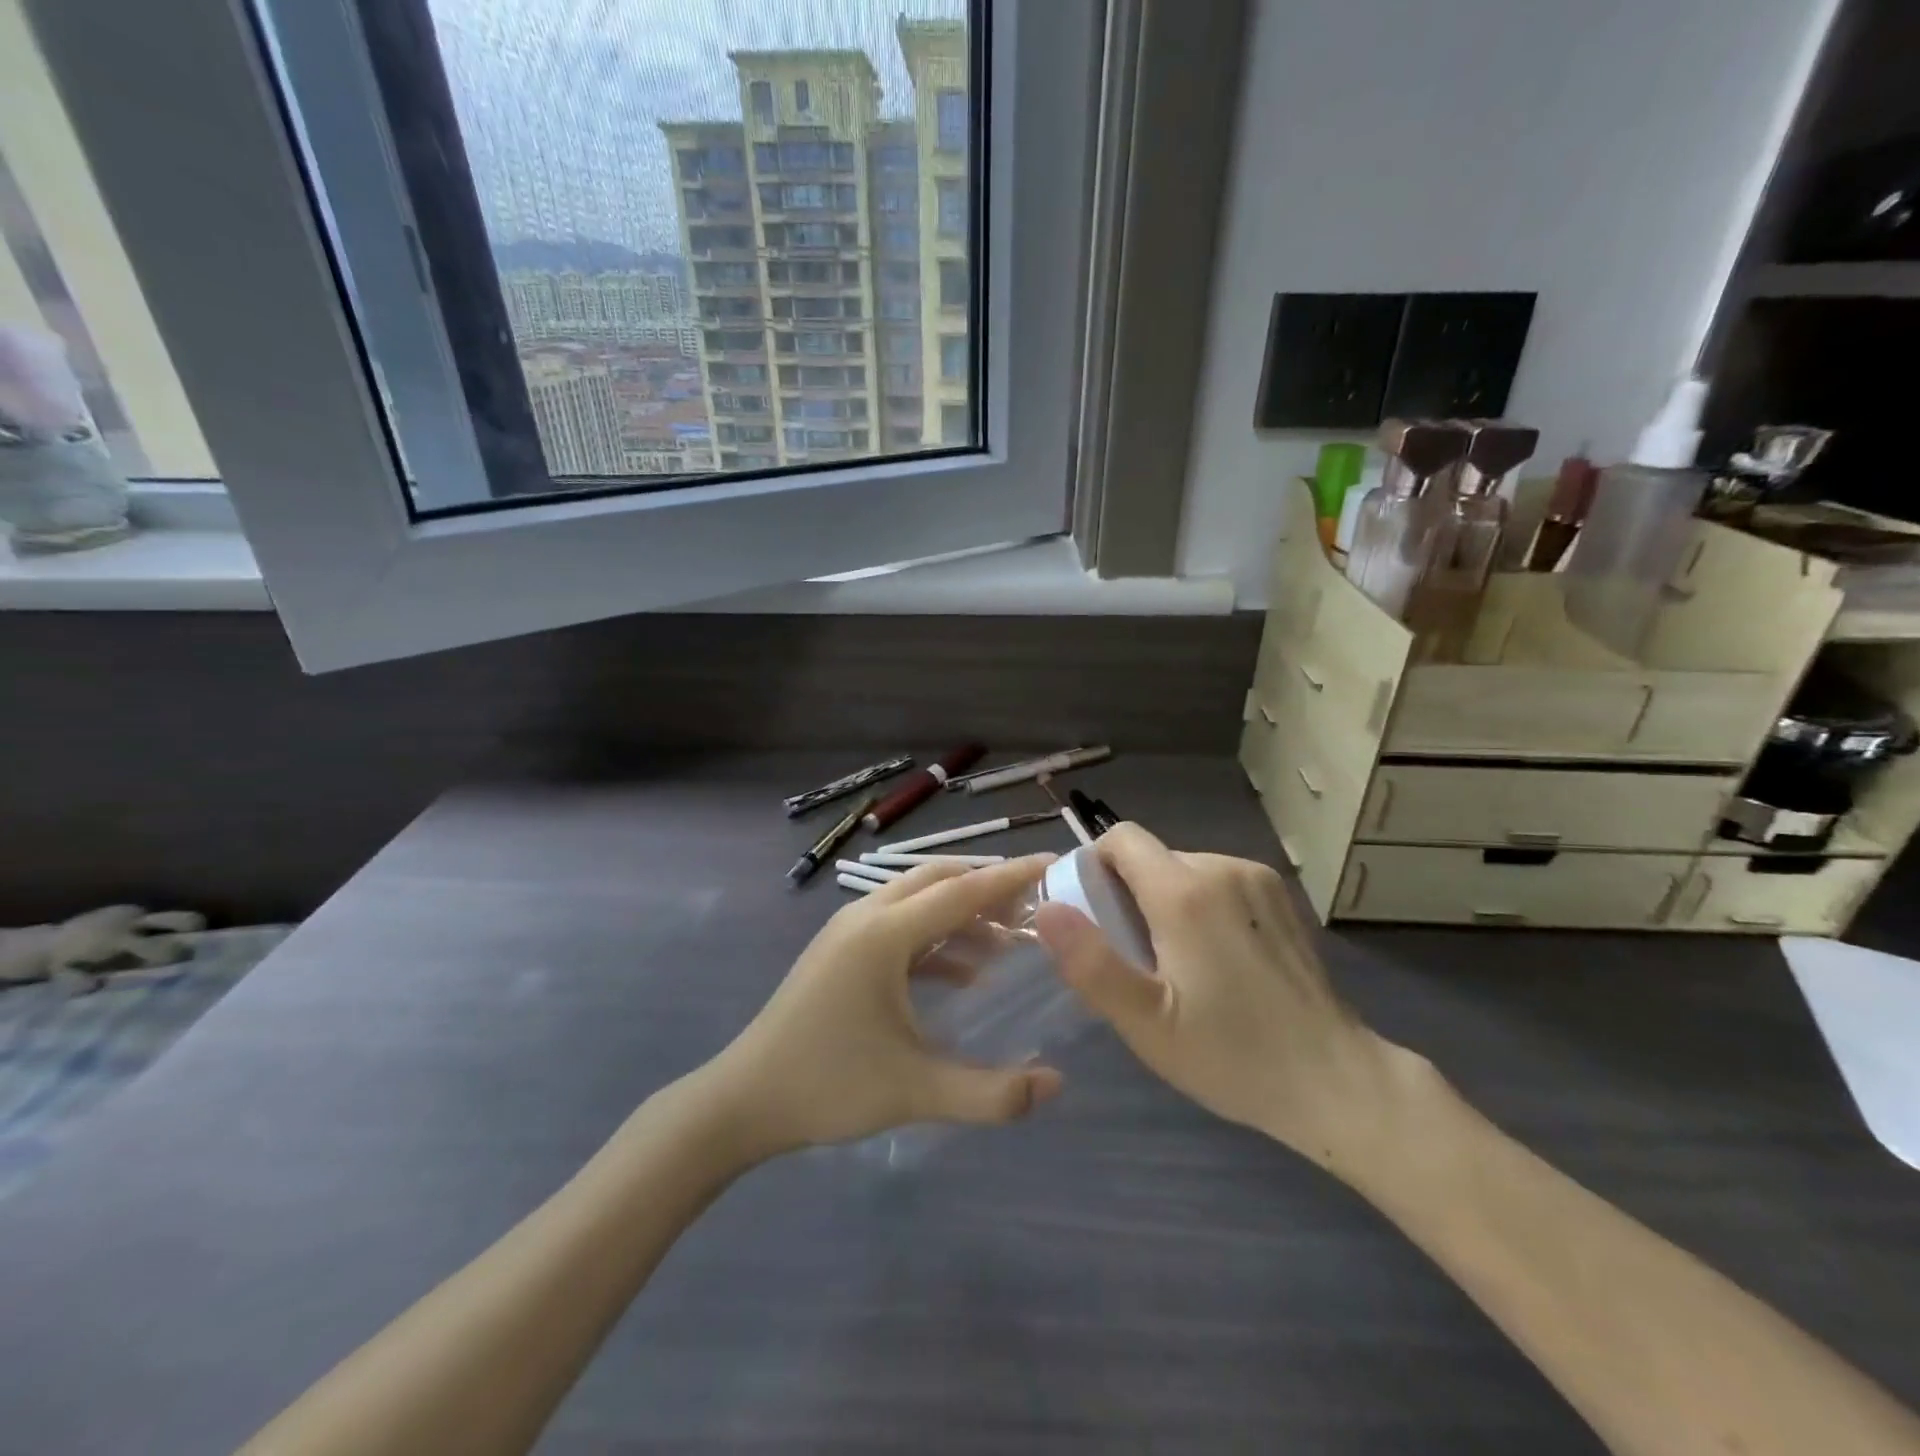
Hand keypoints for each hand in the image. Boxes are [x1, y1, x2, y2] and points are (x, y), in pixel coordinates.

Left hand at [702, 857, 1064, 1159]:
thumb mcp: (916, 1092)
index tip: (1055, 864)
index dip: (1011, 877)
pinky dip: (936, 937)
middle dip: (988, 887)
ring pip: (917, 901)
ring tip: (1009, 941)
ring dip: (962, 913)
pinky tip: (964, 975)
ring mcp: (848, 931)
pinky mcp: (840, 951)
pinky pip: (899, 926)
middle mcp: (867, 916)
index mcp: (885, 933)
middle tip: (1035, 906)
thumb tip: (1057, 1083)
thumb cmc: (829, 1086)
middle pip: (939, 880)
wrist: (744, 1100)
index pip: (963, 891)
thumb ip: (992, 1093)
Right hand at [1033, 825, 1427, 1173]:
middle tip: (1135, 959)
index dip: (1095, 866)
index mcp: (1185, 892)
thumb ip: (1090, 962)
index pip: (1121, 838)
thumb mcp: (1147, 1023)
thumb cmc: (1232, 1055)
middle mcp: (1222, 867)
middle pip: (1151, 857)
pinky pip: (1217, 881)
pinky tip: (1217, 959)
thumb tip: (1045, 908)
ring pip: (1183, 869)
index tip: (1093, 915)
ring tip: (1179, 965)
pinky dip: (1200, 906)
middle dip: (1129, 894)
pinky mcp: (1280, 896)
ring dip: (1165, 901)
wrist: (1336, 1081)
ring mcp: (1257, 878)